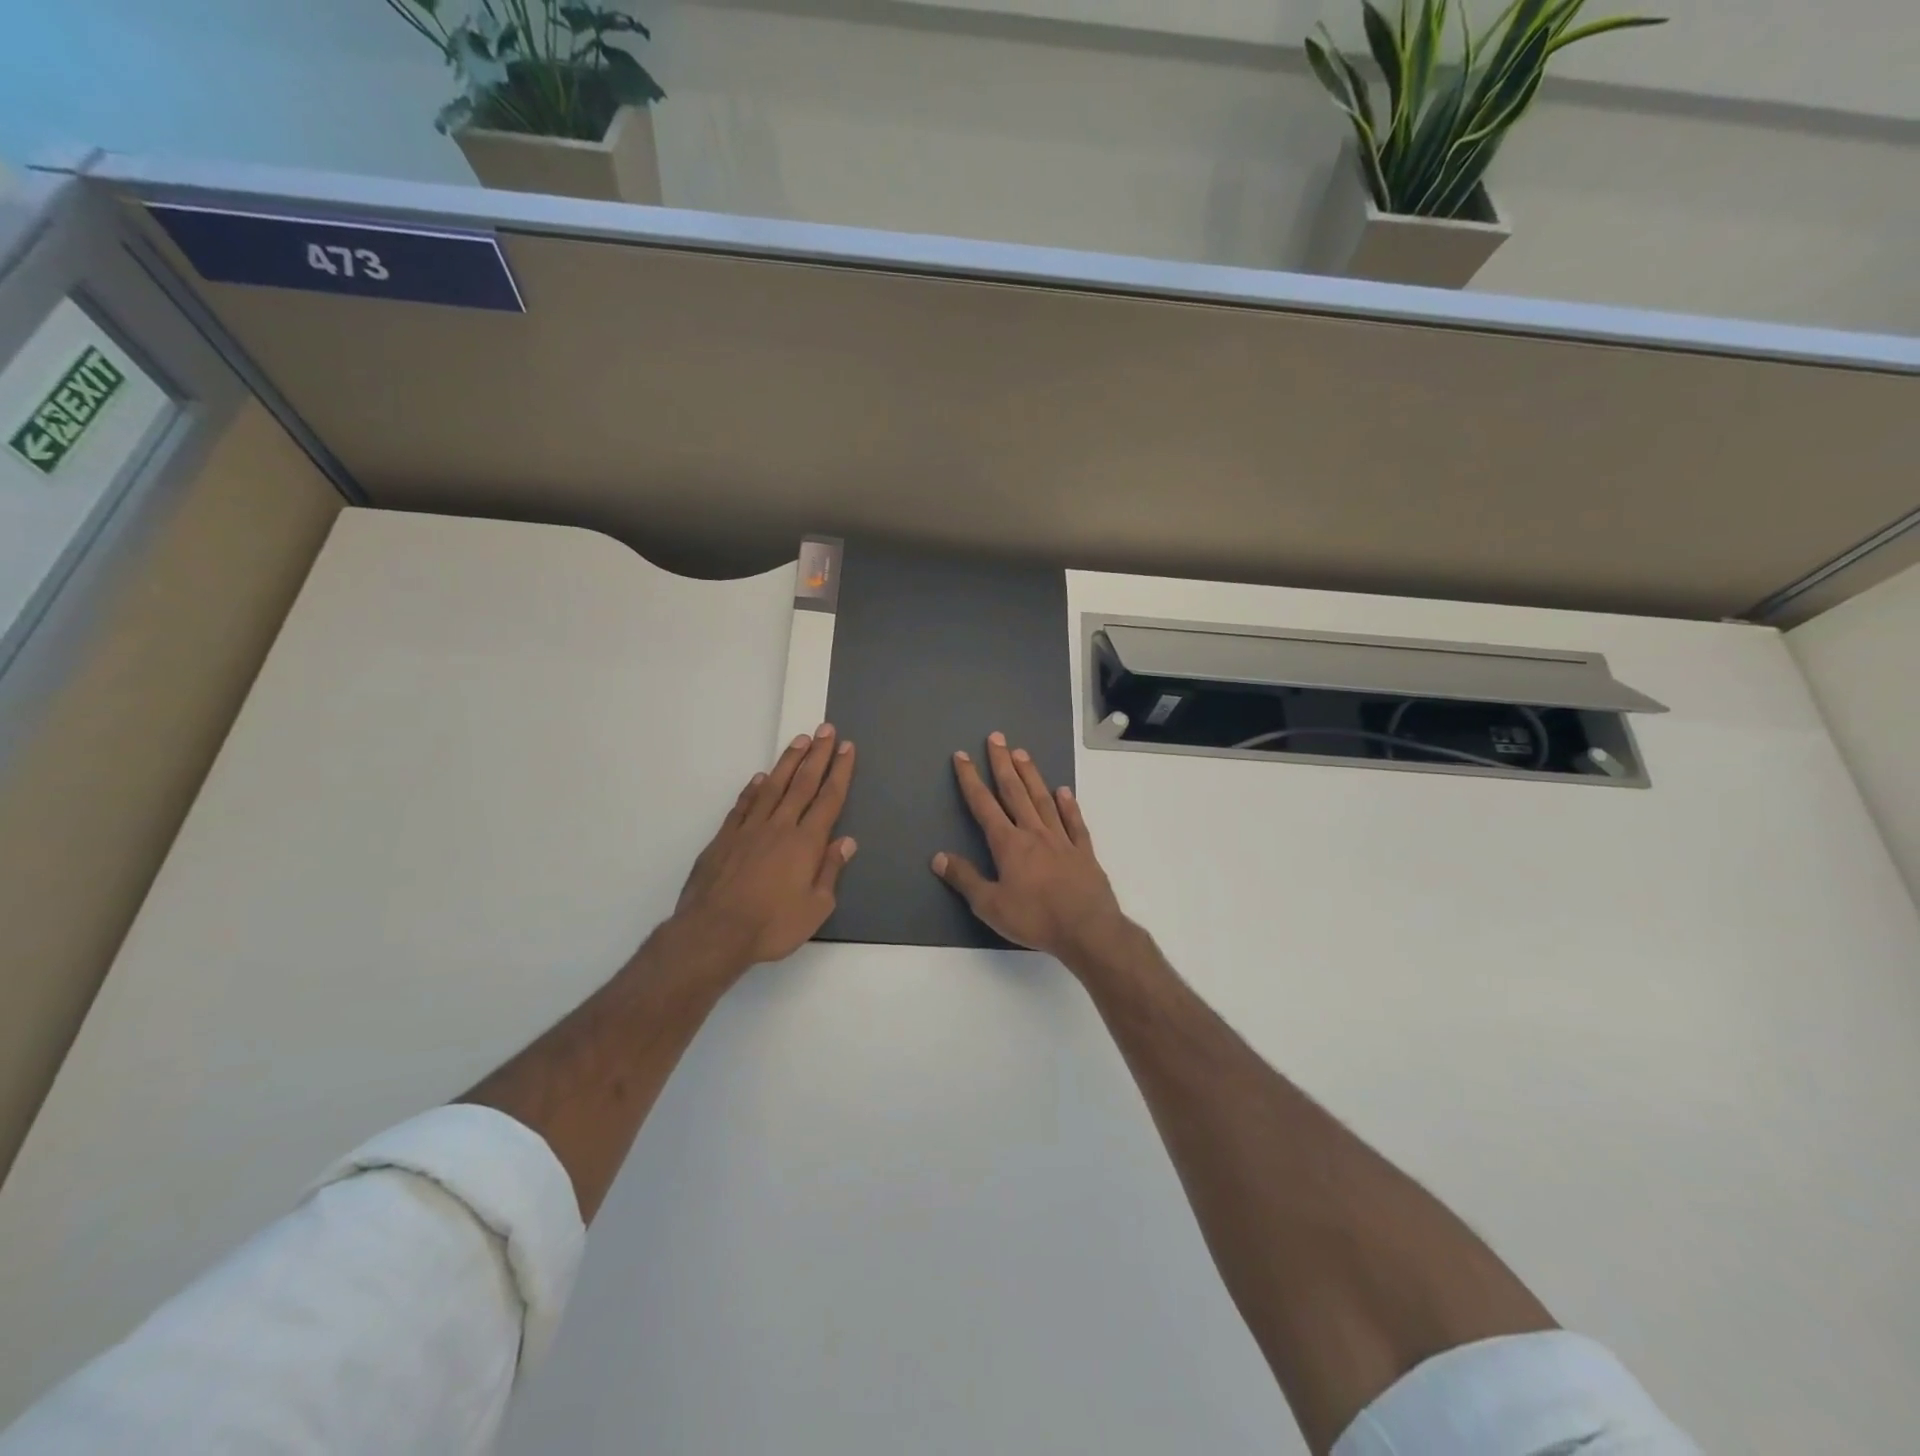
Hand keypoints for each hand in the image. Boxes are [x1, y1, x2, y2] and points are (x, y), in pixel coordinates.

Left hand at [673, 724, 856, 969]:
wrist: (714, 931)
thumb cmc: (772, 925)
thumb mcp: (815, 907)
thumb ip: (830, 871)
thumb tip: (846, 842)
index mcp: (806, 843)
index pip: (829, 799)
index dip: (840, 772)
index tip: (846, 748)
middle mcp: (780, 826)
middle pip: (803, 784)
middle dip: (818, 755)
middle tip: (827, 729)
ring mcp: (749, 829)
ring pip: (773, 787)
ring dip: (788, 762)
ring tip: (800, 741)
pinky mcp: (724, 838)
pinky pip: (743, 805)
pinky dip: (752, 790)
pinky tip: (758, 778)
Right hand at [932, 731, 1130, 965]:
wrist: (1087, 929)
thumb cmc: (1035, 918)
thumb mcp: (990, 905)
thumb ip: (965, 879)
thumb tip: (938, 857)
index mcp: (1009, 844)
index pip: (984, 805)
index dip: (971, 780)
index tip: (962, 756)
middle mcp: (1034, 833)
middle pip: (1015, 791)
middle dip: (1002, 764)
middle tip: (996, 737)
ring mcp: (1061, 839)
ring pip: (1043, 799)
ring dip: (1031, 775)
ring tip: (1022, 753)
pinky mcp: (1083, 851)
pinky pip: (1074, 822)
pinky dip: (1068, 805)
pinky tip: (1064, 791)